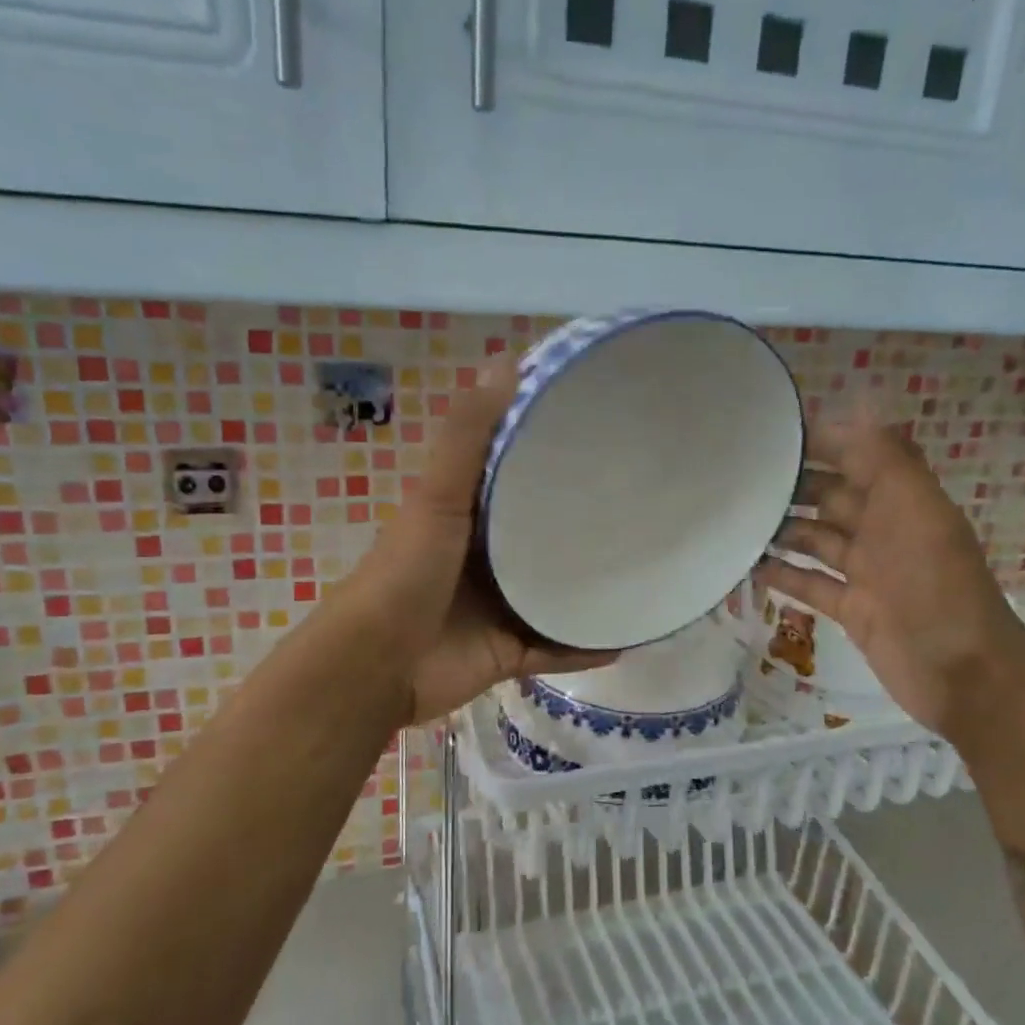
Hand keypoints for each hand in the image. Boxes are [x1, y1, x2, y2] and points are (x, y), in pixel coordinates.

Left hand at [346, 363, 615, 724]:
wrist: (376, 665)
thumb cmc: (406, 572)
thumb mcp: (437, 495)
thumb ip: (468, 436)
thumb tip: (506, 360)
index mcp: (468, 516)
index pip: (518, 477)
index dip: (553, 454)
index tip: (605, 435)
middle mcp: (486, 559)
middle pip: (544, 537)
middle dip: (585, 525)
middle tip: (643, 505)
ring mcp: (499, 608)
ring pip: (556, 593)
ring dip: (592, 587)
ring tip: (648, 569)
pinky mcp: (508, 653)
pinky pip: (557, 648)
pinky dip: (587, 646)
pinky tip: (630, 636)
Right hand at [758, 413, 1024, 744]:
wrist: (965, 677)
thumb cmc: (937, 587)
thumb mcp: (916, 512)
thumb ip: (886, 458)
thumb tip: (855, 404)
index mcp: (903, 500)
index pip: (857, 455)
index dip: (821, 441)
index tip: (770, 434)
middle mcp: (884, 529)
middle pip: (831, 496)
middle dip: (791, 485)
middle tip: (738, 480)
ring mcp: (868, 571)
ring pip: (816, 539)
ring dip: (781, 529)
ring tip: (734, 522)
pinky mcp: (853, 609)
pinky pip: (811, 583)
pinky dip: (784, 574)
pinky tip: (750, 567)